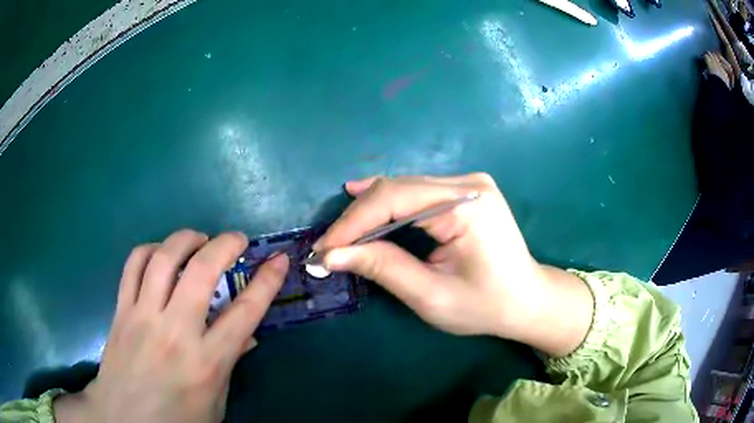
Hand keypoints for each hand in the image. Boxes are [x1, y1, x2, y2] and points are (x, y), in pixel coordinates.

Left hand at [54, 230, 288, 422]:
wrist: (124, 419)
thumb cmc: (177, 419)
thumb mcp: (215, 402)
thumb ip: (230, 365)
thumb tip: (247, 335)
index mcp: (207, 362)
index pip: (245, 312)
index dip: (267, 281)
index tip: (278, 260)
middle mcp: (175, 333)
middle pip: (201, 272)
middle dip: (224, 245)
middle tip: (236, 239)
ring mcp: (142, 317)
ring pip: (163, 259)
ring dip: (185, 239)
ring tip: (198, 238)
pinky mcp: (120, 310)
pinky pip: (133, 266)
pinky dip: (150, 250)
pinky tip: (160, 254)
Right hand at [314, 174, 592, 355]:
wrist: (526, 300)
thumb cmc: (485, 305)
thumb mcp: (431, 295)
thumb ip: (383, 268)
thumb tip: (331, 254)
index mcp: (468, 205)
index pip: (394, 200)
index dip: (352, 223)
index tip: (322, 249)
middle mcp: (468, 183)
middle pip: (396, 190)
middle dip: (357, 219)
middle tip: (327, 246)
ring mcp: (468, 183)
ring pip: (402, 188)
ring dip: (368, 212)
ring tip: (340, 234)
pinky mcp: (465, 191)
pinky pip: (416, 192)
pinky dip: (388, 205)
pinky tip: (363, 201)